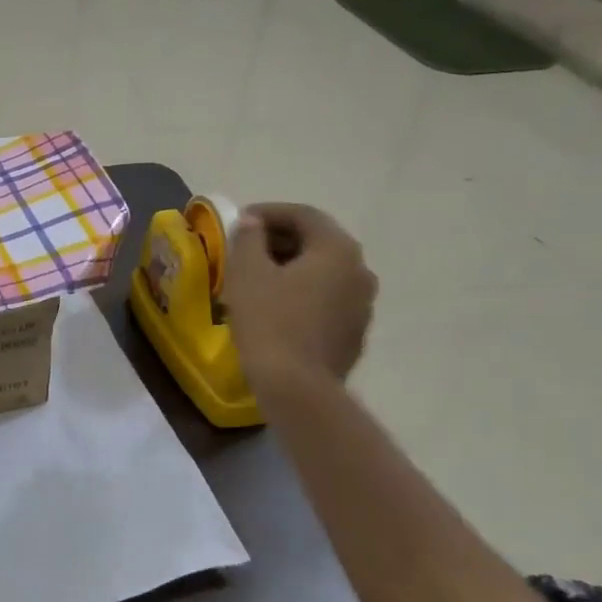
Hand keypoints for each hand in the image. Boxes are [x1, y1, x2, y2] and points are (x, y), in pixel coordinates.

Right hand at [222, 203, 377, 397]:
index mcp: (337, 249)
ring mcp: (362, 304)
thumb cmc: (269, 321)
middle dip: (279, 240)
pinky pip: (326, 300)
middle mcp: (360, 270)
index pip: (303, 215)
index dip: (268, 212)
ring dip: (291, 268)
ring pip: (323, 273)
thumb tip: (254, 223)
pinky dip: (302, 294)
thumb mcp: (248, 272)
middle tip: (245, 249)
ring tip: (256, 279)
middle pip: (317, 242)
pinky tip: (275, 308)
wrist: (297, 388)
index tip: (239, 221)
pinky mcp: (354, 333)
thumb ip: (249, 238)